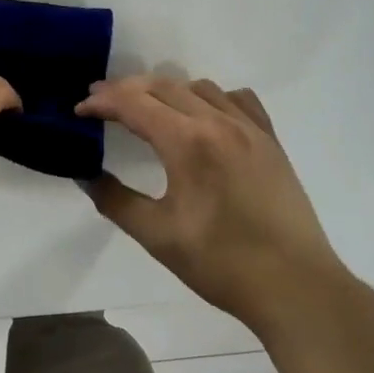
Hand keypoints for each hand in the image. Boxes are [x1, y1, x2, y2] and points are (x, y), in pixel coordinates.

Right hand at [76, 76, 349, 331]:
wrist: (295, 286)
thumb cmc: (221, 264)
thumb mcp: (157, 236)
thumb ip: (115, 200)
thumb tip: (85, 174)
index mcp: (188, 142)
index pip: (134, 104)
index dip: (102, 102)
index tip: (78, 109)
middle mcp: (220, 122)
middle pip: (163, 86)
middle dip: (127, 89)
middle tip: (100, 102)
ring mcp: (251, 128)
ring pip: (200, 87)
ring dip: (166, 90)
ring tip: (147, 109)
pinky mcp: (271, 141)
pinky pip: (238, 99)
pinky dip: (211, 98)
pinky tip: (204, 116)